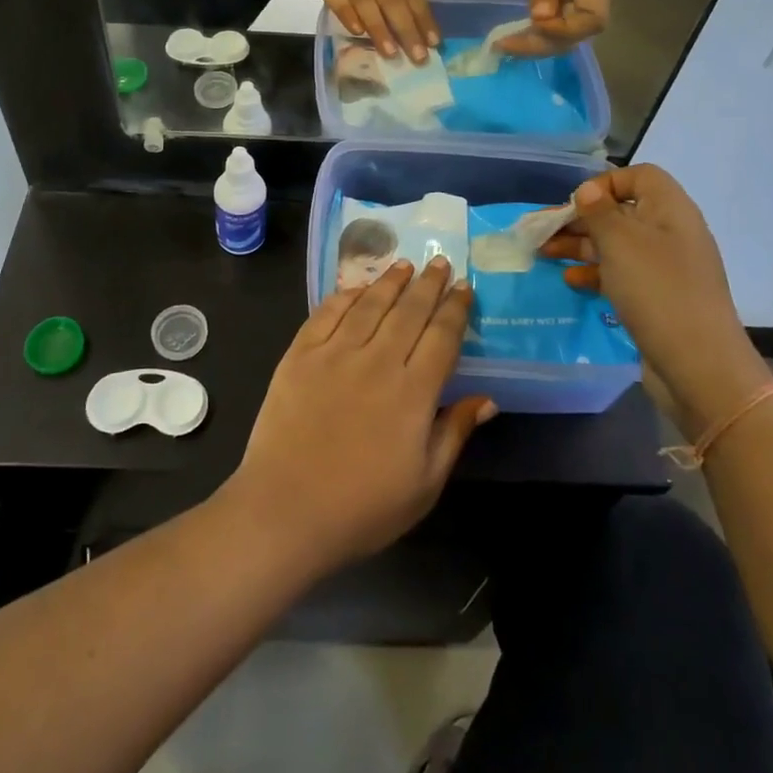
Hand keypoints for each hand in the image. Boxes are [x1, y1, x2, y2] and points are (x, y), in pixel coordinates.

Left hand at [223, 258, 495, 577]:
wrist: (285, 511)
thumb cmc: (363, 508)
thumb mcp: (424, 484)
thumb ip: (454, 433)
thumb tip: (487, 399)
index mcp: (413, 393)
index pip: (442, 337)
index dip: (455, 309)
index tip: (463, 288)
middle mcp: (377, 362)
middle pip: (409, 311)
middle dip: (428, 284)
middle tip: (439, 261)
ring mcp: (334, 354)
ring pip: (369, 305)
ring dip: (390, 281)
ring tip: (404, 265)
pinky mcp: (299, 355)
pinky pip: (326, 313)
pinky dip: (345, 295)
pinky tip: (356, 287)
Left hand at [503, 0, 610, 56]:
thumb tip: (541, 18)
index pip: (592, 20)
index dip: (564, 32)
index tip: (532, 27)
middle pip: (578, 34)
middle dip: (543, 45)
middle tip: (504, 45)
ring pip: (567, 35)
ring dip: (538, 44)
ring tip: (504, 44)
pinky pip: (558, 25)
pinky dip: (537, 35)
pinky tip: (513, 36)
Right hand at [540, 165, 772, 439]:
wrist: (698, 365)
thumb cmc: (656, 290)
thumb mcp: (620, 242)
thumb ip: (598, 211)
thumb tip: (587, 190)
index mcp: (670, 209)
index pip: (640, 176)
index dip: (606, 183)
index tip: (577, 203)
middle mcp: (671, 232)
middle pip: (620, 211)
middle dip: (580, 218)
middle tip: (542, 231)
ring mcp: (666, 268)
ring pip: (616, 244)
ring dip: (580, 245)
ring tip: (544, 254)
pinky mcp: (658, 297)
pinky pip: (622, 274)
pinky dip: (595, 273)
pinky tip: (571, 281)